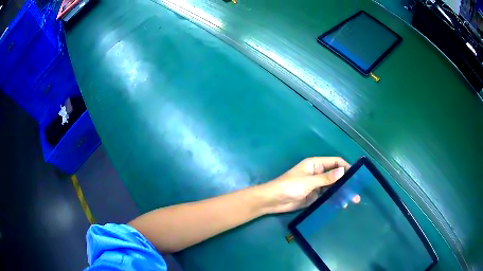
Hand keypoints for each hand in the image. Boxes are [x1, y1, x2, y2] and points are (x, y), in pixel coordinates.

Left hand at [259, 157, 349, 213]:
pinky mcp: (314, 197)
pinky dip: (334, 199)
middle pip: (335, 176)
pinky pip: (327, 196)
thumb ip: (326, 178)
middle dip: (346, 182)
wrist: (273, 201)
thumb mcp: (308, 181)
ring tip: (352, 200)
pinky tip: (342, 204)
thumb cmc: (289, 187)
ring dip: (342, 192)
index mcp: (315, 164)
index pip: (335, 162)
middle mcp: (318, 174)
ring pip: (333, 187)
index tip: (356, 175)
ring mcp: (317, 186)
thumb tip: (343, 171)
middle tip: (356, 192)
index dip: (346, 167)